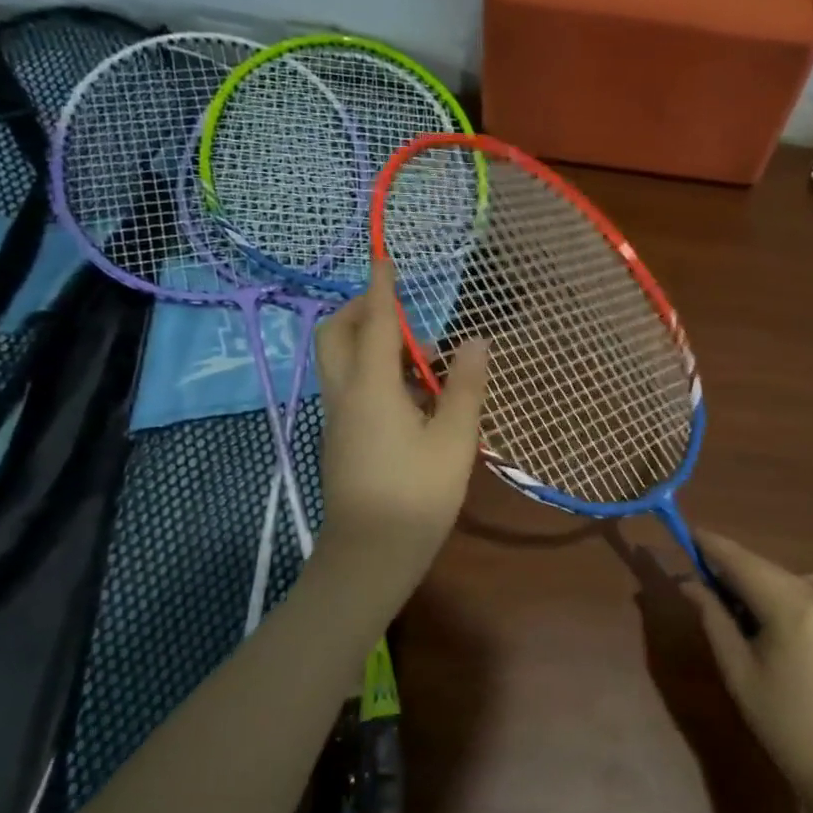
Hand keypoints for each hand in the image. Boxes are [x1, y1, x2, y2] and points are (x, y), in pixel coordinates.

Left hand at [312, 260, 487, 600]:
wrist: (370, 555)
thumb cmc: (417, 496)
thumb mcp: (454, 440)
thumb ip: (466, 387)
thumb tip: (477, 340)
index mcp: (372, 388)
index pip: (376, 324)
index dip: (381, 288)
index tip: (386, 258)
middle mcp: (344, 394)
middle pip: (335, 334)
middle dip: (359, 309)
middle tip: (398, 308)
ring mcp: (337, 418)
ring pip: (337, 360)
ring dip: (364, 340)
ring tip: (412, 351)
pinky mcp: (340, 438)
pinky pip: (346, 386)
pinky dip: (367, 369)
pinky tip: (405, 392)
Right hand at [681, 532, 812, 804]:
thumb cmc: (780, 720)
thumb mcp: (737, 668)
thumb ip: (712, 617)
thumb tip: (688, 582)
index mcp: (791, 606)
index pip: (741, 562)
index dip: (712, 545)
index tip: (687, 532)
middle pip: (763, 568)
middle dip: (730, 570)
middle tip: (699, 581)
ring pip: (784, 577)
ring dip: (757, 583)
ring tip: (738, 613)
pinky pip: (810, 588)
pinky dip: (785, 592)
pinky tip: (775, 620)